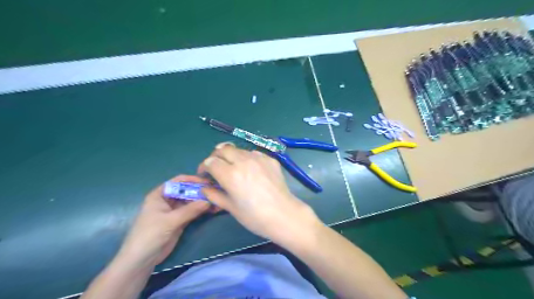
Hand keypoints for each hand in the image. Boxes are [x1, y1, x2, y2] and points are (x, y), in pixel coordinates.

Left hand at [118, 174, 213, 266]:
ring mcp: (175, 211)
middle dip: (201, 192)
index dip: (193, 180)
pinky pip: (193, 212)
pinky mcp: (180, 221)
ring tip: (218, 202)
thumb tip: (209, 200)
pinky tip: (213, 210)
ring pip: (192, 201)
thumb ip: (190, 210)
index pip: (178, 181)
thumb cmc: (150, 235)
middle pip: (187, 191)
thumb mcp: (170, 221)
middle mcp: (168, 200)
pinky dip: (202, 210)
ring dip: (203, 201)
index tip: (207, 182)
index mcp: (160, 194)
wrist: (141, 260)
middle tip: (216, 193)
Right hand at [196, 141, 317, 242]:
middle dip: (216, 156)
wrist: (283, 214)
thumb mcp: (230, 207)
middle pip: (223, 149)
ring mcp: (259, 158)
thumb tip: (205, 188)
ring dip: (232, 156)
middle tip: (217, 167)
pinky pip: (254, 153)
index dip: (204, 167)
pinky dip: (247, 158)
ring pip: (239, 150)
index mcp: (230, 174)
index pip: (210, 161)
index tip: (205, 175)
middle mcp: (243, 161)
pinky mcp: (270, 159)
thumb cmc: (254, 216)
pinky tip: (251, 169)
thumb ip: (214, 195)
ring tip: (234, 168)